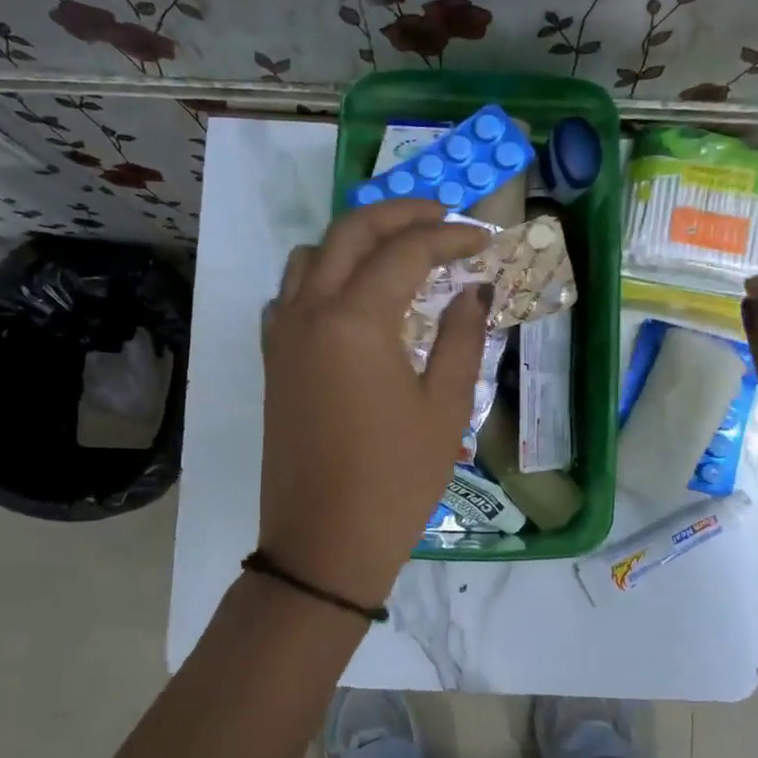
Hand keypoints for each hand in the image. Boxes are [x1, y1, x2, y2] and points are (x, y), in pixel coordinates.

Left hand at [258, 200, 490, 612]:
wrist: (325, 542)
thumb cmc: (396, 479)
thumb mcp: (445, 408)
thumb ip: (462, 338)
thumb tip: (473, 292)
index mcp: (355, 320)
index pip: (406, 251)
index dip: (449, 237)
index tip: (482, 239)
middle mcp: (310, 311)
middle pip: (350, 232)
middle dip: (400, 214)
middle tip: (443, 219)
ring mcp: (283, 334)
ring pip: (312, 255)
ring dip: (355, 240)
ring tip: (398, 254)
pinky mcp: (274, 360)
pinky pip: (292, 292)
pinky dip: (324, 275)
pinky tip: (354, 300)